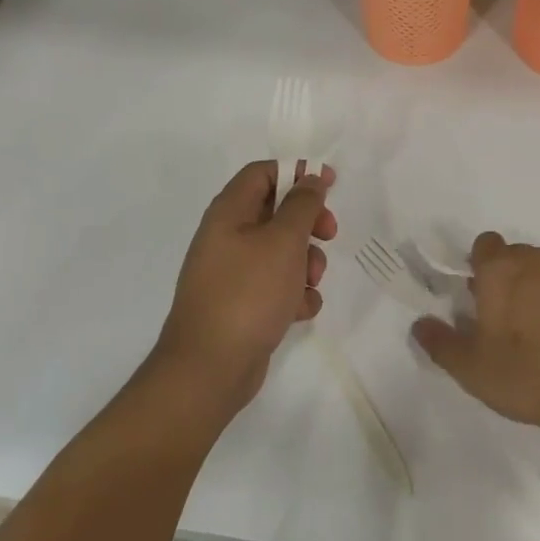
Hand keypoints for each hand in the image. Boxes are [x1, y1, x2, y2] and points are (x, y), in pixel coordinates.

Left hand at [148, 161, 337, 420]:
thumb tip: (310, 178)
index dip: (297, 172)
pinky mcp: (243, 304)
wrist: (210, 368)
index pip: (262, 173)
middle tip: (329, 234)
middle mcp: (227, 237)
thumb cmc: (248, 293)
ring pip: (281, 251)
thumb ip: (302, 205)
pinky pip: (277, 286)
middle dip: (308, 224)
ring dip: (306, 263)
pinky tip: (299, 311)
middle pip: (276, 212)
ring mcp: (233, 273)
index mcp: (228, 213)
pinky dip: (294, 294)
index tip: (329, 184)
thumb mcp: (283, 242)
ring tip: (310, 283)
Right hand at [410, 232, 539, 451]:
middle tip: (492, 317)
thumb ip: (441, 343)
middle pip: (512, 256)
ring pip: (539, 272)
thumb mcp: (472, 368)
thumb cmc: (529, 373)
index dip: (474, 264)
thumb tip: (420, 324)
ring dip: (528, 290)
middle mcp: (535, 263)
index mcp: (501, 270)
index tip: (470, 294)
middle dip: (500, 277)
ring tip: (522, 332)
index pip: (484, 244)